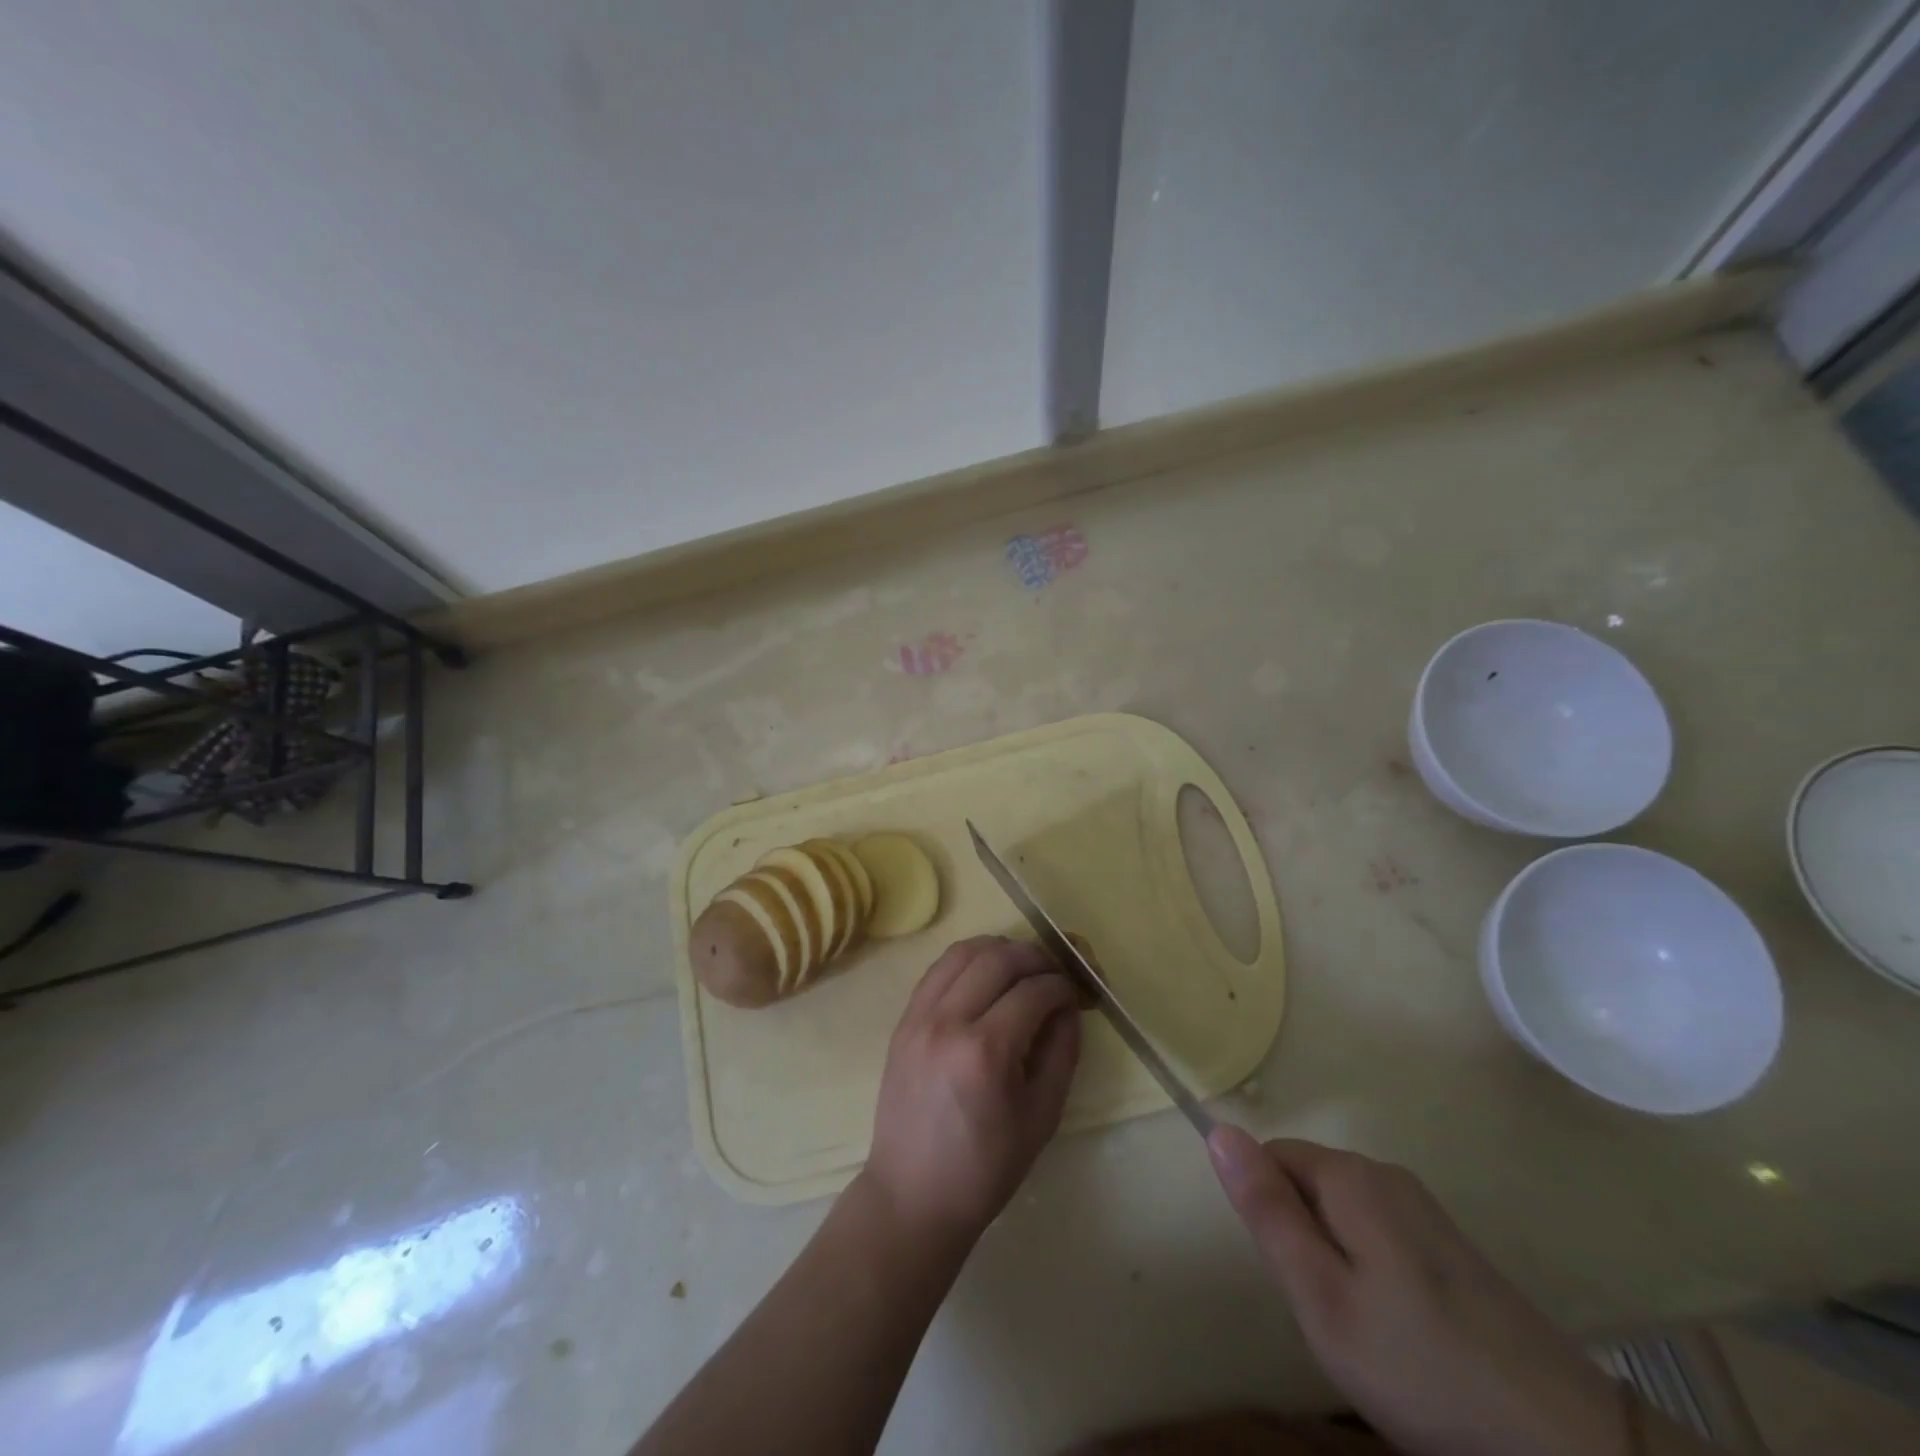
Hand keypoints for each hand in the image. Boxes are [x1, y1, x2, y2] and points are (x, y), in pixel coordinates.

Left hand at [861, 936, 1081, 1248]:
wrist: (913, 1194)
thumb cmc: (985, 1167)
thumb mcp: (1041, 1117)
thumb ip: (1062, 1052)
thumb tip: (1069, 1006)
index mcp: (985, 1052)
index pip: (1033, 991)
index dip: (1062, 986)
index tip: (1074, 995)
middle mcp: (948, 1022)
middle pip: (998, 958)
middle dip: (1035, 957)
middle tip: (1053, 974)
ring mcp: (919, 1016)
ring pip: (963, 952)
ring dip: (999, 950)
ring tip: (1021, 967)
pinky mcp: (903, 1020)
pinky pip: (937, 969)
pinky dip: (967, 960)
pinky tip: (985, 975)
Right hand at [1207, 1126, 1622, 1455]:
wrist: (1563, 1440)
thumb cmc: (1419, 1363)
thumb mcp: (1320, 1294)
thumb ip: (1266, 1209)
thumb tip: (1218, 1130)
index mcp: (1351, 1176)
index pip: (1271, 1156)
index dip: (1268, 1212)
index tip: (1295, 1275)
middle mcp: (1386, 1173)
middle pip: (1307, 1181)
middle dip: (1301, 1236)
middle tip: (1328, 1310)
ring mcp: (1424, 1209)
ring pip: (1342, 1212)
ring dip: (1334, 1257)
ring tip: (1364, 1327)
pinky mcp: (1451, 1246)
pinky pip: (1379, 1234)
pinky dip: (1370, 1271)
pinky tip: (1401, 1331)